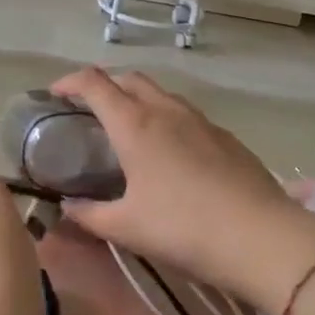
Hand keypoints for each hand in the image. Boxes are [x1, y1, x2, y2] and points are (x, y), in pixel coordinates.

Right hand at [47, 68, 314, 312]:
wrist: (260, 236)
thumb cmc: (182, 228)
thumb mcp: (126, 227)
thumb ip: (89, 215)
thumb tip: (66, 208)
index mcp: (135, 124)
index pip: (94, 83)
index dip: (69, 82)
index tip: (54, 94)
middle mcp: (166, 110)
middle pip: (129, 78)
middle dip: (105, 86)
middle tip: (89, 112)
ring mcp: (200, 120)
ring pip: (161, 94)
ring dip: (138, 100)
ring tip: (128, 131)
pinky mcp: (225, 136)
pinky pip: (186, 115)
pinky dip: (166, 119)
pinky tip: (170, 154)